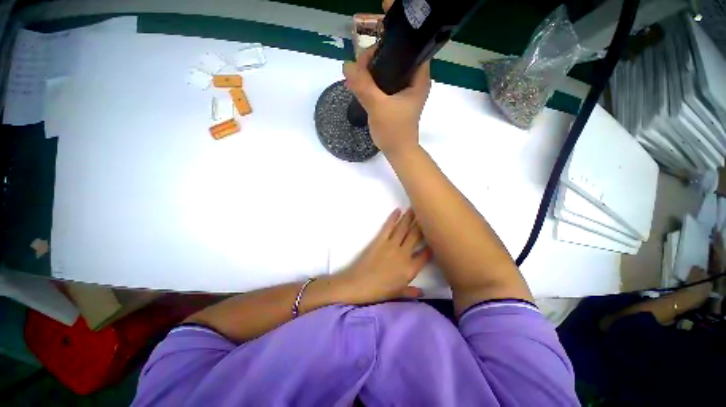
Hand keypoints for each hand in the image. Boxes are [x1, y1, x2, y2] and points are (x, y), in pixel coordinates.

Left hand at [333, 208, 431, 303]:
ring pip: (404, 228)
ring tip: (416, 207)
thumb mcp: (398, 294)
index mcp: (410, 269)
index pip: (426, 254)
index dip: (432, 245)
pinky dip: (393, 217)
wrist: (359, 284)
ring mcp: (391, 245)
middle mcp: (404, 254)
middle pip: (416, 236)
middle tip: (428, 213)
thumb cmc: (379, 291)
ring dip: (410, 217)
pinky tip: (398, 210)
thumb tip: (423, 293)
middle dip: (423, 224)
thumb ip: (411, 292)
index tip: (436, 235)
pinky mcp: (380, 240)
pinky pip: (388, 226)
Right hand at [343, 47, 430, 156]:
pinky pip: (384, 85)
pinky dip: (373, 83)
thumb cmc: (394, 131)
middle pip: (395, 59)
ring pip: (388, 72)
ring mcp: (405, 92)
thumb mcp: (378, 107)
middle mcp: (414, 82)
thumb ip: (363, 85)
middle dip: (376, 59)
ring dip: (372, 72)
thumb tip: (346, 65)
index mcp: (419, 78)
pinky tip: (360, 84)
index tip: (370, 53)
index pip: (409, 48)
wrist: (398, 152)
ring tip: (356, 75)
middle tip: (359, 66)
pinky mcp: (396, 100)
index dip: (389, 45)